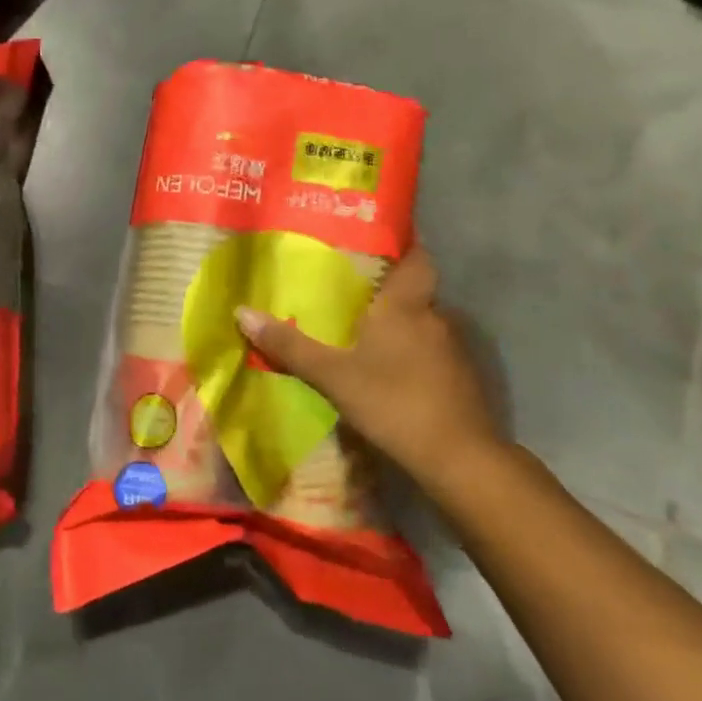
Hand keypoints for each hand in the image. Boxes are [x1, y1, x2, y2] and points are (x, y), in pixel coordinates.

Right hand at [236, 246, 502, 489]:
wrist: (459, 459)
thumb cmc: (393, 401)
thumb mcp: (332, 375)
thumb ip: (289, 346)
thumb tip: (241, 312)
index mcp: (406, 305)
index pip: (416, 257)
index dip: (401, 245)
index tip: (374, 241)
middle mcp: (434, 317)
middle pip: (413, 291)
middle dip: (385, 290)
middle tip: (347, 291)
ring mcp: (452, 350)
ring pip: (421, 324)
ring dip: (397, 326)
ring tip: (360, 332)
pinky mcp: (460, 380)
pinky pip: (429, 352)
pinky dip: (409, 354)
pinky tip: (386, 371)